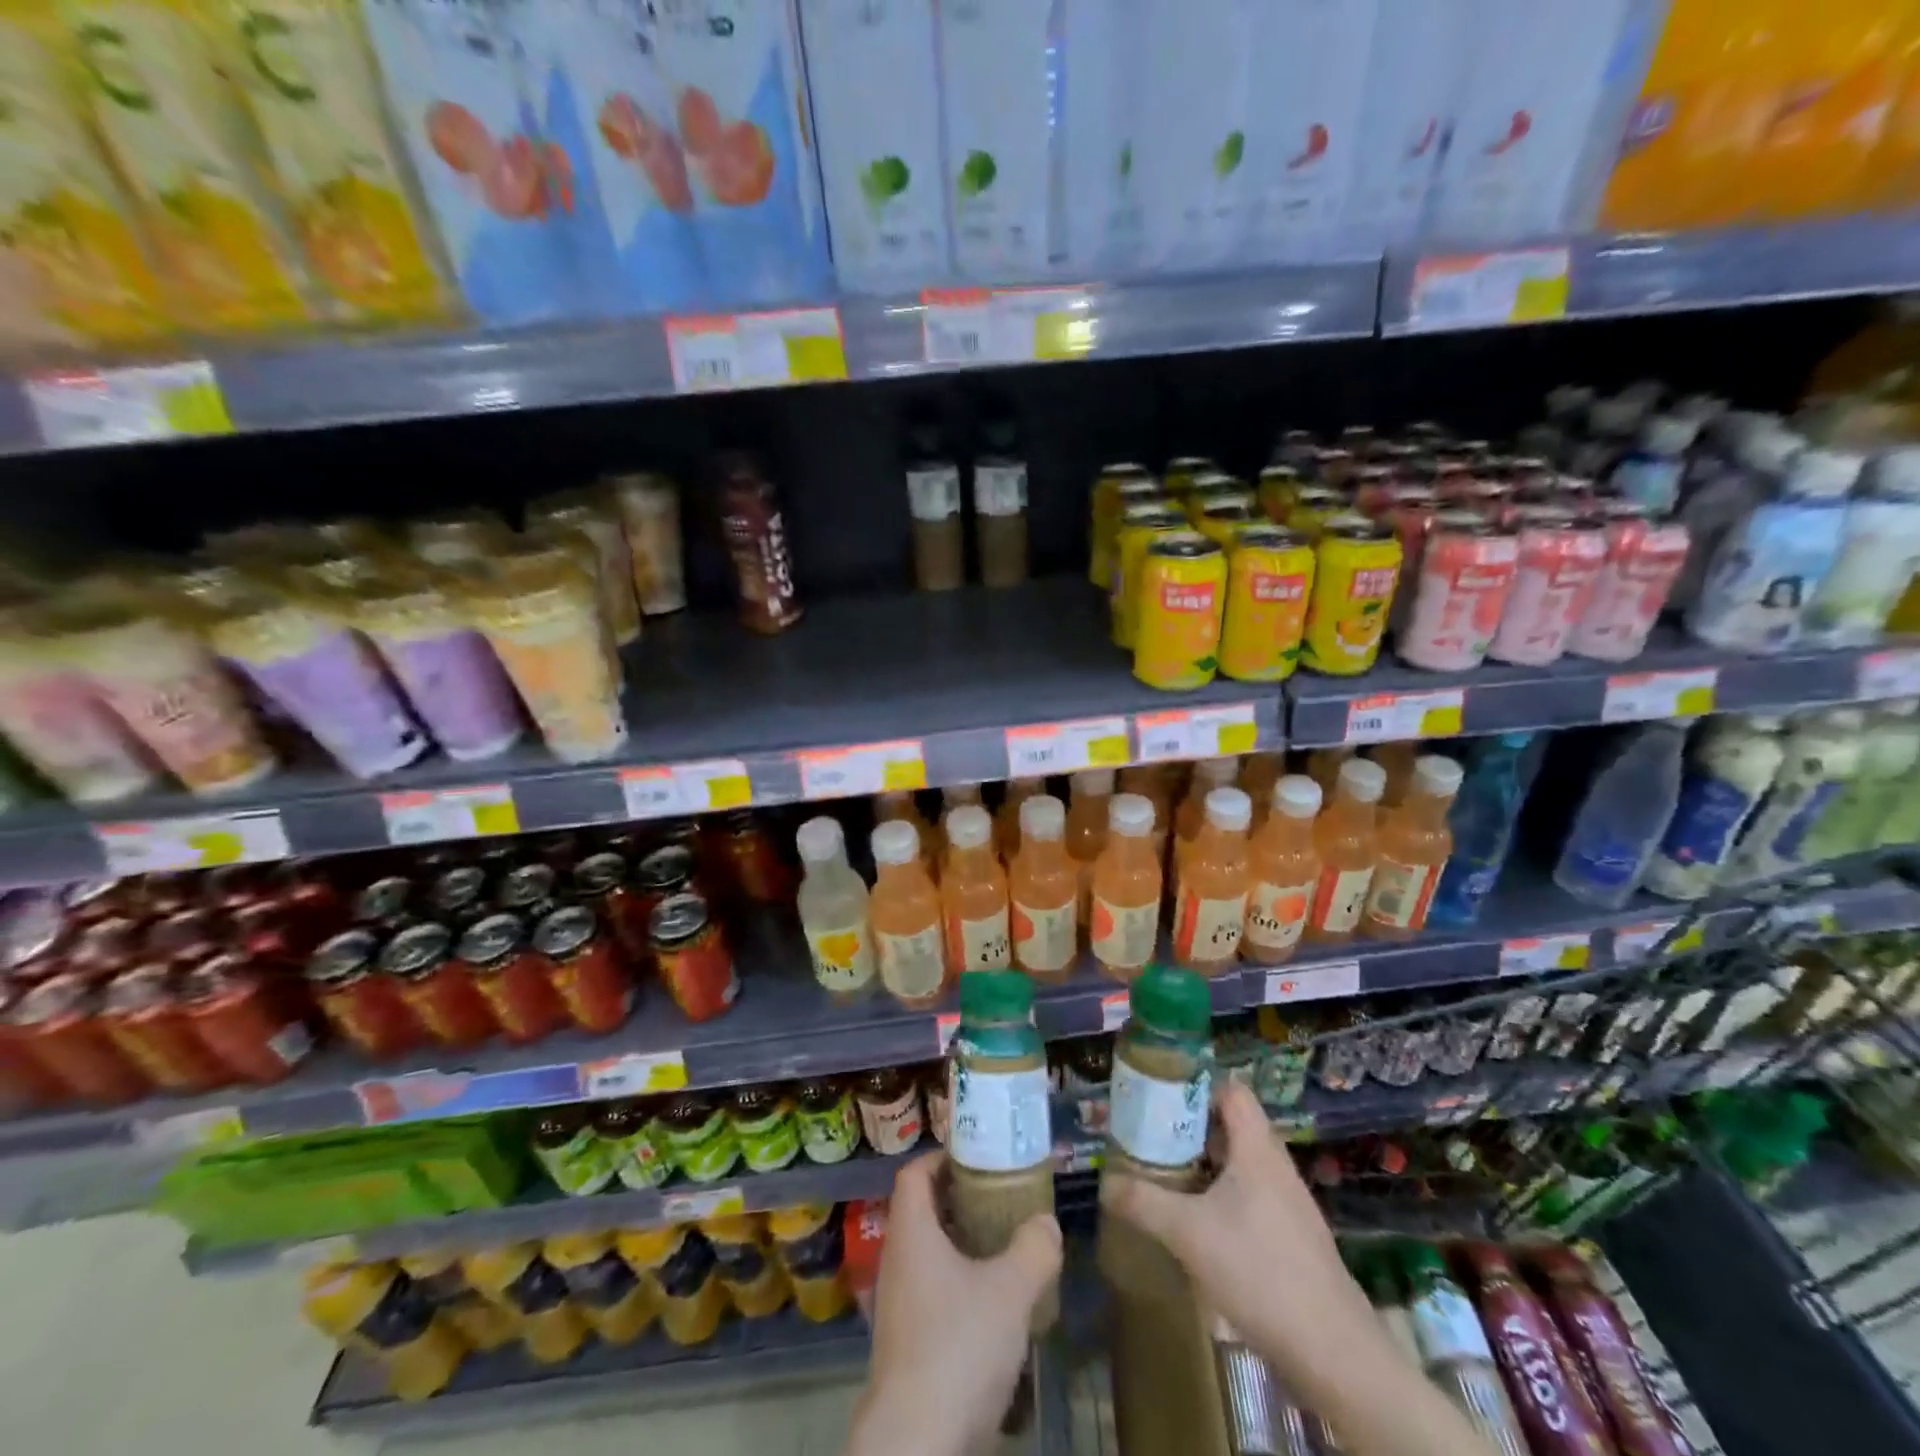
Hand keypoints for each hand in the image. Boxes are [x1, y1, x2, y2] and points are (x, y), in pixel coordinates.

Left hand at [847, 1151, 1062, 1455]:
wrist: (916, 1443)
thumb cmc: (958, 1345)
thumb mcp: (1010, 1290)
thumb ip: (1034, 1248)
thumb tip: (1046, 1222)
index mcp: (910, 1232)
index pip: (914, 1173)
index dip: (941, 1157)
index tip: (976, 1154)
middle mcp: (895, 1260)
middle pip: (921, 1211)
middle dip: (958, 1200)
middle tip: (999, 1196)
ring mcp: (895, 1305)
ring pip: (926, 1255)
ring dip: (959, 1245)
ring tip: (1002, 1247)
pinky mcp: (903, 1344)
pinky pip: (929, 1293)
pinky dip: (956, 1285)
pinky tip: (991, 1305)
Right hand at [1098, 1080, 1381, 1403]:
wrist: (1333, 1351)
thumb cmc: (1258, 1270)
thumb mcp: (1187, 1232)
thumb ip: (1142, 1201)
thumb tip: (1104, 1182)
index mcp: (1256, 1148)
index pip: (1231, 1090)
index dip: (1196, 1085)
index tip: (1160, 1095)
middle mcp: (1276, 1166)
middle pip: (1232, 1126)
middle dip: (1191, 1128)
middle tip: (1152, 1136)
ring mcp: (1289, 1203)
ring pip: (1241, 1164)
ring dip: (1206, 1164)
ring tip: (1167, 1175)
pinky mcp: (1293, 1237)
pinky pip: (1252, 1197)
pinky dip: (1223, 1196)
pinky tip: (1199, 1223)